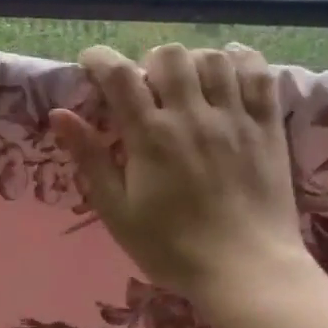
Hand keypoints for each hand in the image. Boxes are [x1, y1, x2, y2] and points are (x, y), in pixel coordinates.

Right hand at [50, 42, 314, 304]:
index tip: (92, 65)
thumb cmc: (172, 248)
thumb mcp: (117, 211)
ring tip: (187, 85)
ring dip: (192, 63)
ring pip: (212, 58)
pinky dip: (242, 62)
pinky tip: (229, 71)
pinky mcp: (268, 126)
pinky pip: (259, 74)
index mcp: (150, 136)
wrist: (246, 272)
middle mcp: (192, 116)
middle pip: (168, 55)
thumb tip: (59, 115)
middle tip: (147, 88)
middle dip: (149, 62)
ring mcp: (234, 118)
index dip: (100, 59)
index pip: (119, 75)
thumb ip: (90, 158)